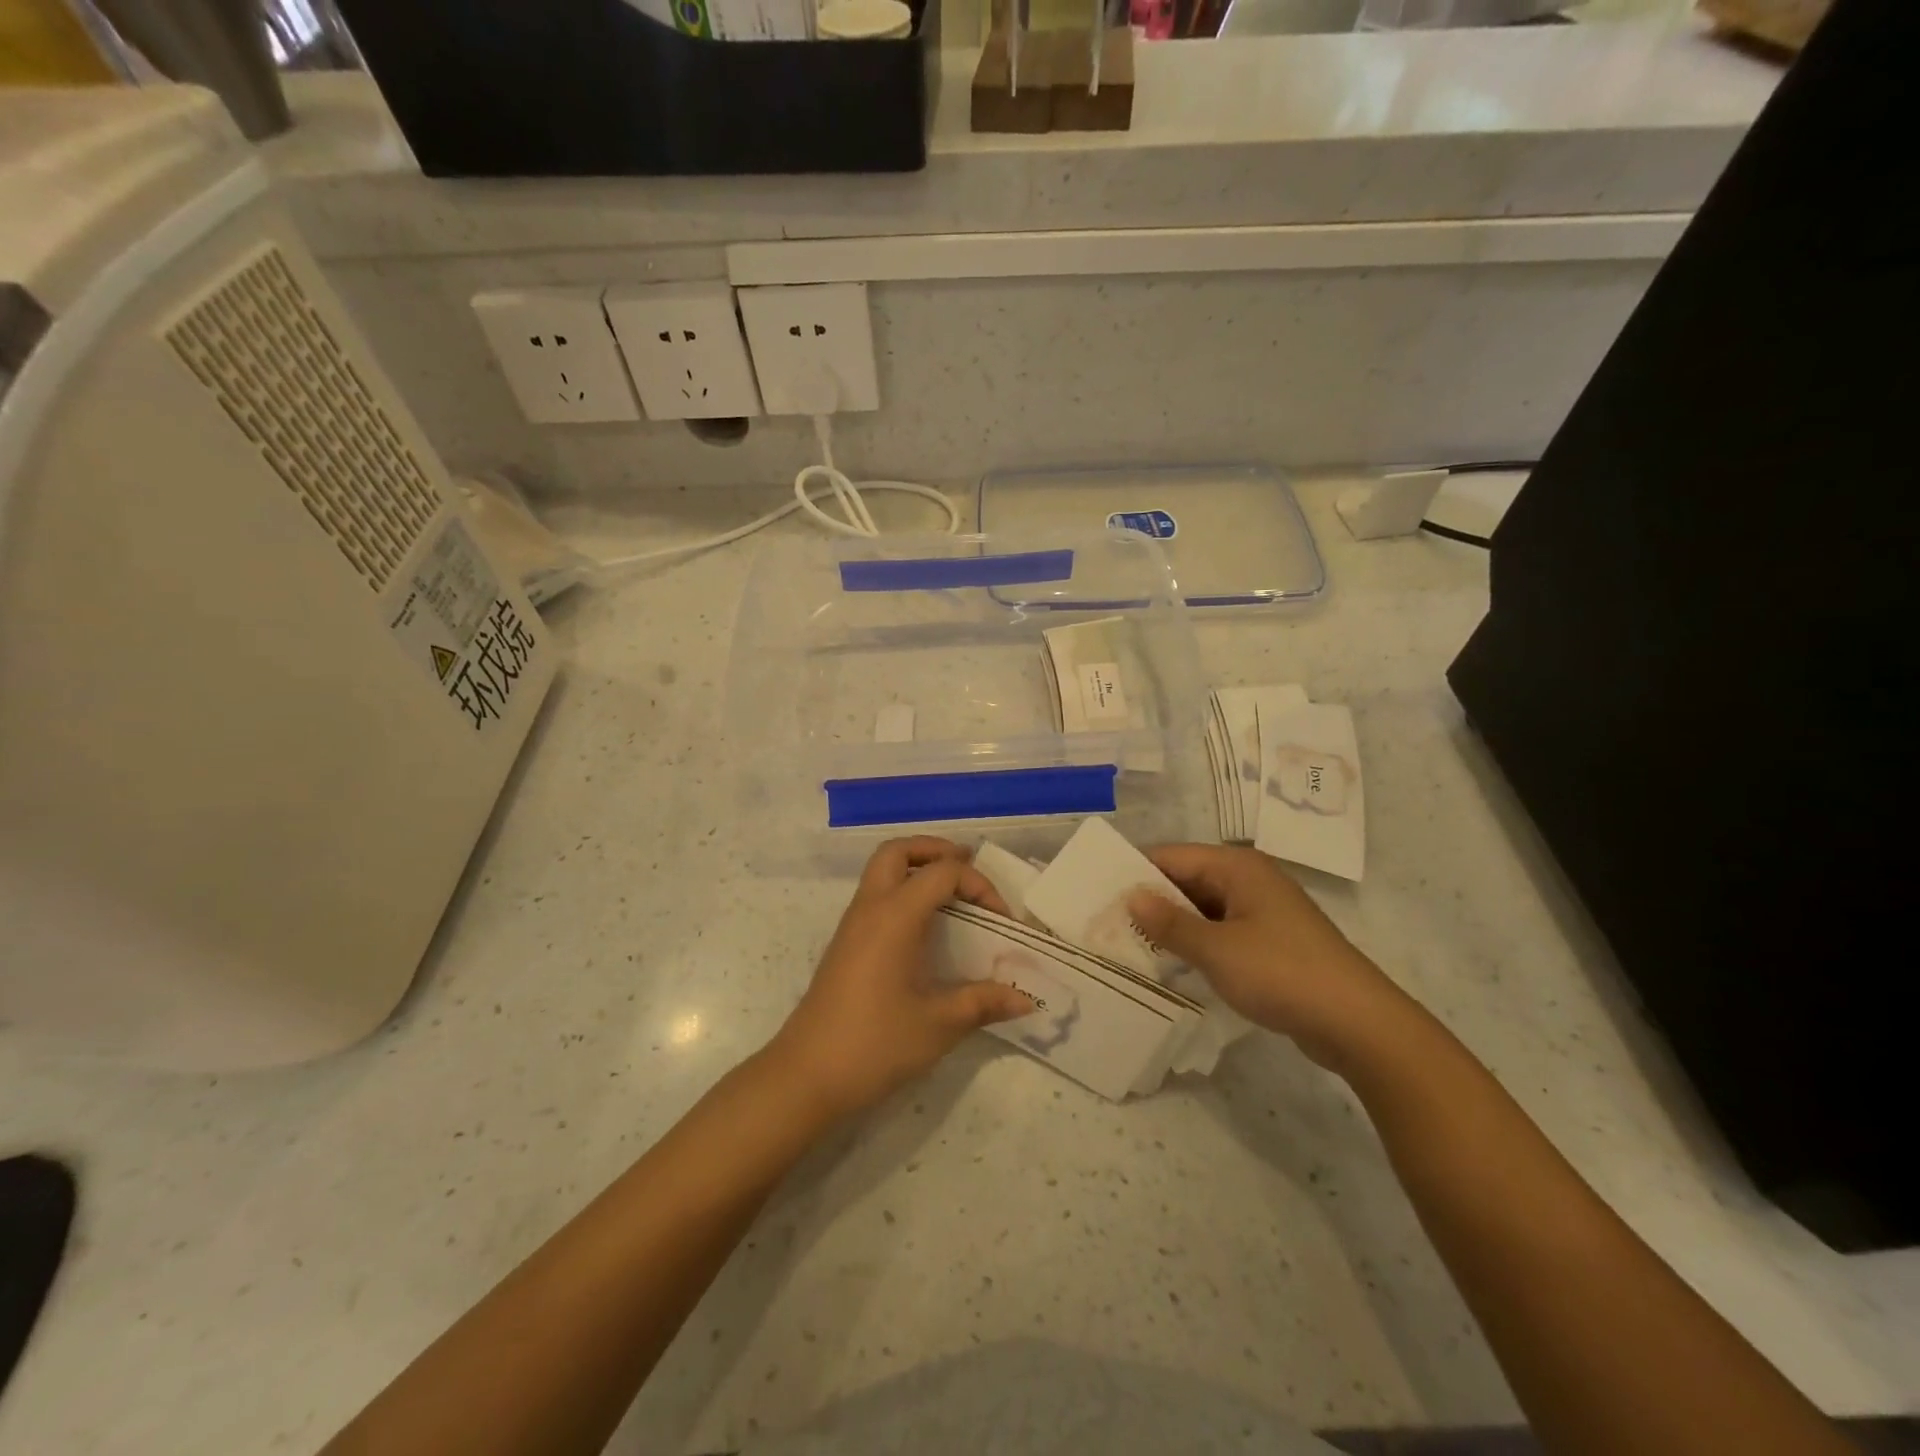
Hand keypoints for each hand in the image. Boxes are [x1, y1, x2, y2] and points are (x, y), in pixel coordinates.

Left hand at [769, 837, 1032, 1119]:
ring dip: (916, 869)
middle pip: (897, 851)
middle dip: (934, 850)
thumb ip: (982, 1003)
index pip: (943, 873)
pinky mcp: (845, 945)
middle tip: (966, 867)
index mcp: (894, 916)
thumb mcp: (938, 1025)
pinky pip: (875, 896)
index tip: (1002, 921)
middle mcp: (870, 908)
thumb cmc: (874, 1044)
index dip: (979, 886)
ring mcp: (852, 925)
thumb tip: (1025, 1000)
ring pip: (881, 871)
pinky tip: (924, 929)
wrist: (806, 1076)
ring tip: (951, 894)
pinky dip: (902, 892)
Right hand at [1127, 844, 1409, 1072]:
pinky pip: (1219, 930)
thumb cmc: (1282, 973)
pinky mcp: (1269, 941)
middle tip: (1105, 922)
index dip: (1134, 873)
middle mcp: (1249, 880)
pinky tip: (1169, 961)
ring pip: (1201, 907)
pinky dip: (1195, 941)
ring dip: (1171, 924)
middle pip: (1185, 879)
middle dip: (1149, 900)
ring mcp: (1261, 911)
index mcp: (1237, 867)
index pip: (1171, 856)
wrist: (1358, 1023)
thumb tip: (1130, 897)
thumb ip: (1169, 922)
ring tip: (1128, 942)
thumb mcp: (1216, 949)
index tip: (1097, 894)